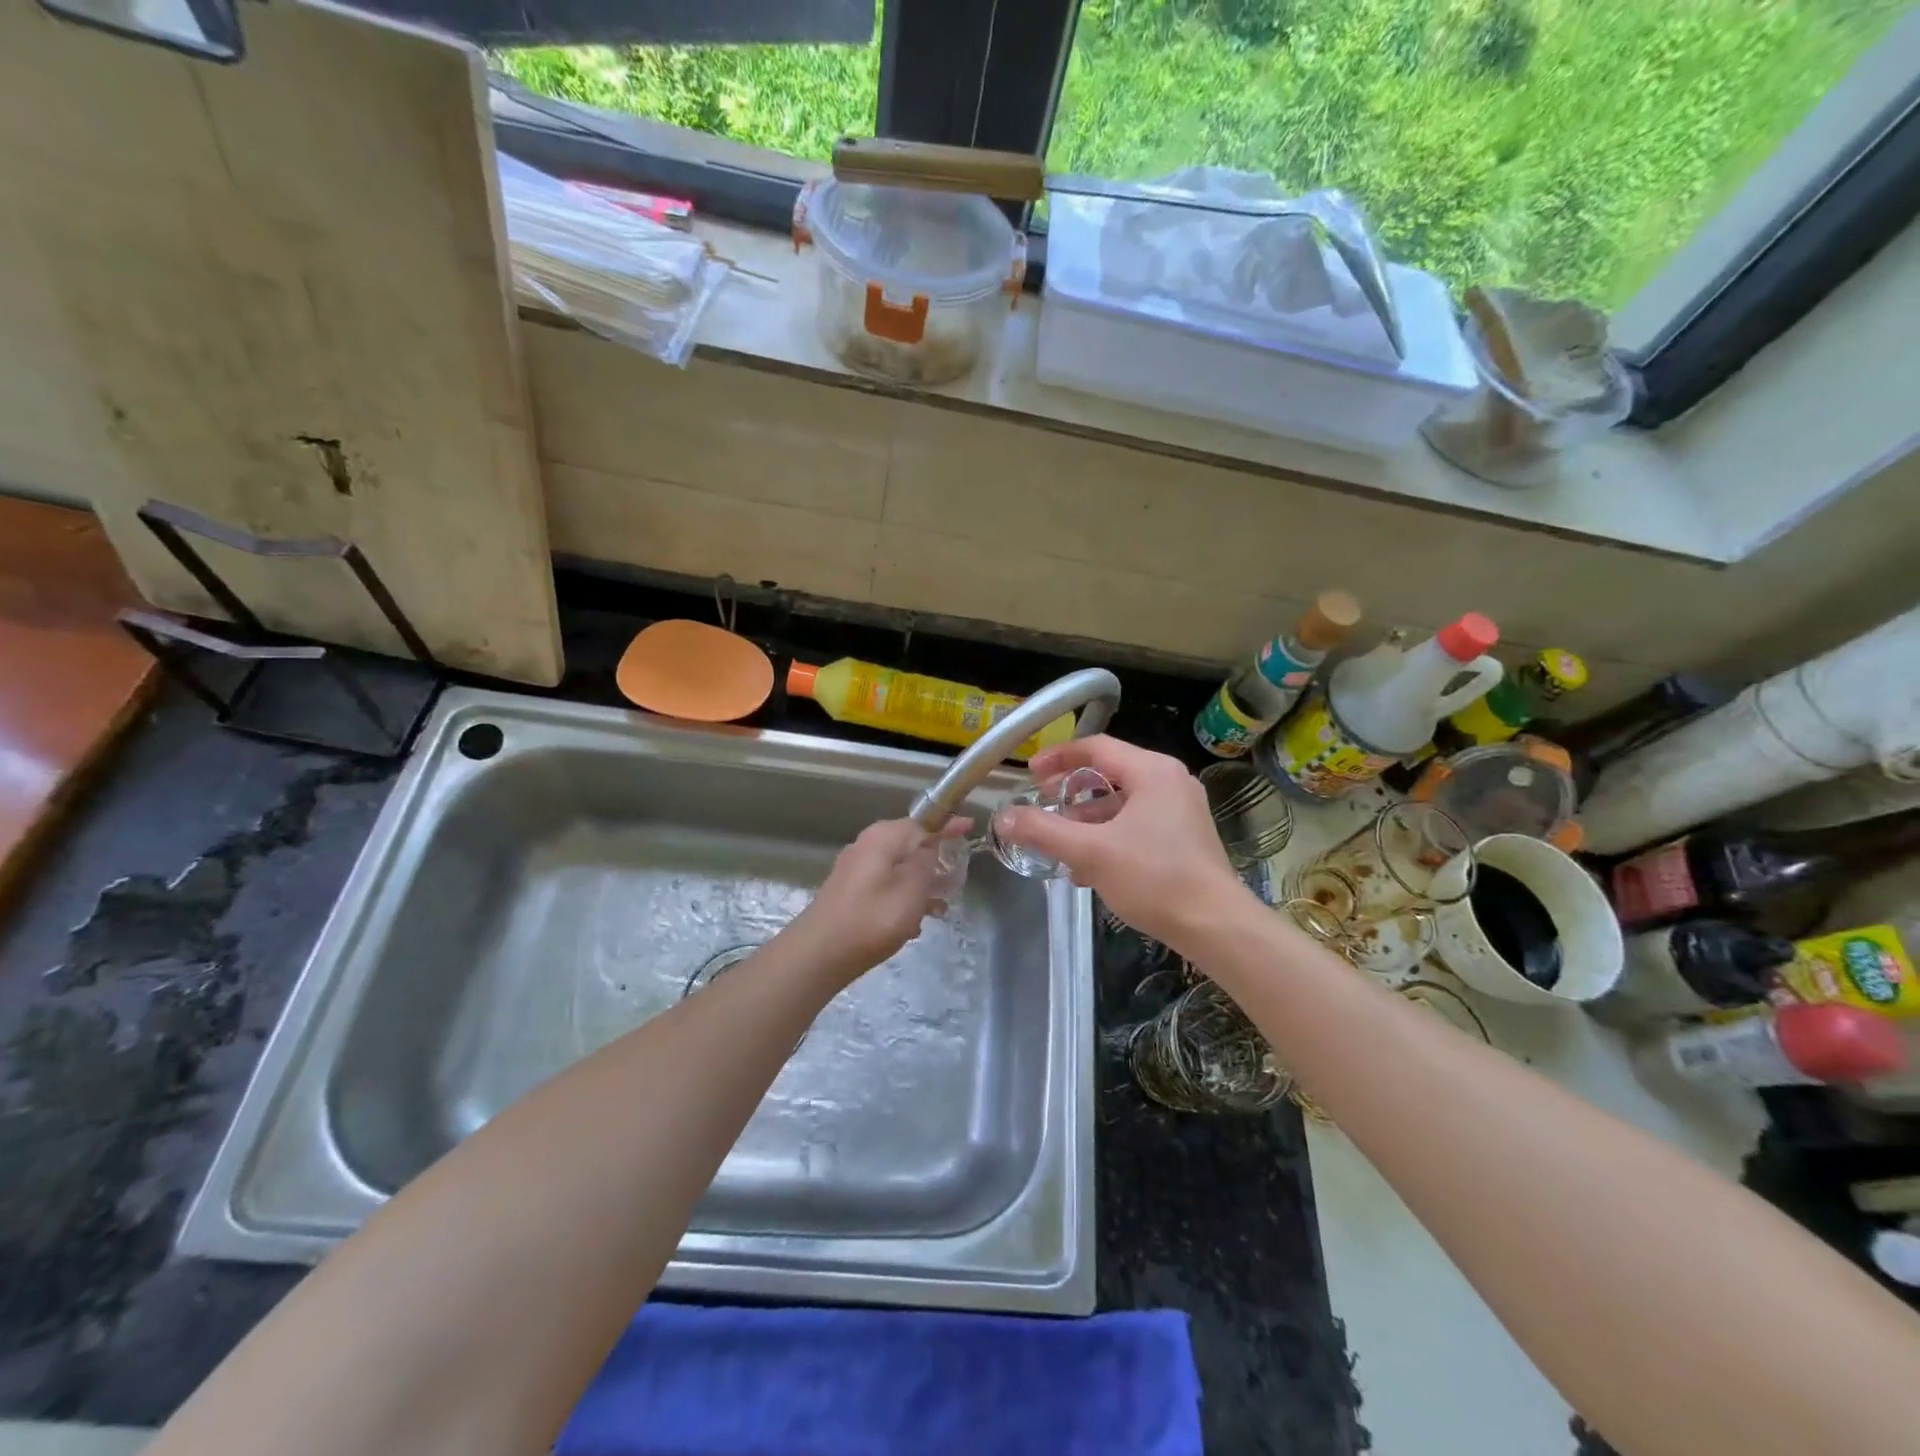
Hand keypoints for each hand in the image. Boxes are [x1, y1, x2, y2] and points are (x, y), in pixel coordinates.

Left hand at [788, 817, 967, 984]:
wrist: (820, 953)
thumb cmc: (873, 918)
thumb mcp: (912, 889)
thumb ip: (926, 862)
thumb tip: (930, 847)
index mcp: (884, 837)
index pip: (924, 822)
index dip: (948, 825)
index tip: (970, 827)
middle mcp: (867, 845)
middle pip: (910, 844)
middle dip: (936, 859)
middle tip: (957, 878)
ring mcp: (856, 868)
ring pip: (899, 867)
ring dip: (922, 883)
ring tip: (941, 906)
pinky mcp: (850, 890)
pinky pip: (886, 884)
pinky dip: (903, 896)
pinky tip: (915, 922)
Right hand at [996, 736, 1250, 954]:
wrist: (1216, 926)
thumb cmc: (1154, 878)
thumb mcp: (1090, 852)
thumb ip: (1044, 831)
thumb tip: (1004, 817)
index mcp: (1153, 772)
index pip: (1097, 747)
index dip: (1059, 757)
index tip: (1030, 773)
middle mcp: (1171, 782)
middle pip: (1110, 773)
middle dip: (1071, 790)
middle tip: (1042, 802)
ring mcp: (1181, 810)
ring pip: (1123, 802)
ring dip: (1088, 818)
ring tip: (1059, 841)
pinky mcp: (1185, 837)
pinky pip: (1137, 823)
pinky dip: (1109, 835)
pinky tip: (1087, 867)